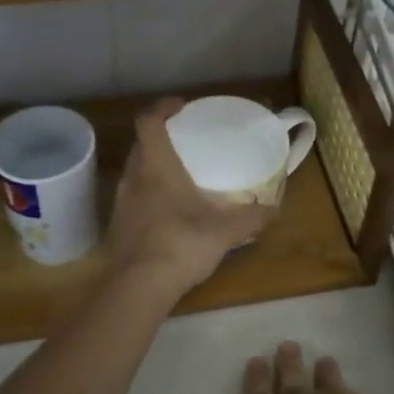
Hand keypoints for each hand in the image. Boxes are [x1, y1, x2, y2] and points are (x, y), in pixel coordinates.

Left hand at [108, 99, 272, 297]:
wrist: (137, 287)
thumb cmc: (180, 243)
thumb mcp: (225, 230)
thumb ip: (251, 218)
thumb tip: (275, 210)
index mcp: (156, 166)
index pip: (148, 122)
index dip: (162, 108)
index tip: (181, 107)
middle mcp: (133, 178)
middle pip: (141, 146)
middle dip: (161, 139)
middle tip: (185, 143)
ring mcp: (121, 204)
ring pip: (135, 174)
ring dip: (153, 169)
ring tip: (179, 177)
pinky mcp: (118, 228)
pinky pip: (134, 200)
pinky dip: (149, 197)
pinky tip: (168, 213)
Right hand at [206, 343, 393, 393]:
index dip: (256, 382)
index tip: (256, 361)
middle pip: (288, 381)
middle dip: (285, 365)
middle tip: (286, 346)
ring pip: (322, 381)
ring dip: (320, 371)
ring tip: (322, 360)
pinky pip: (352, 393)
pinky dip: (350, 391)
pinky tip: (355, 393)